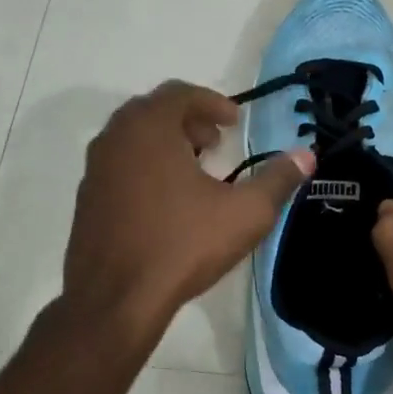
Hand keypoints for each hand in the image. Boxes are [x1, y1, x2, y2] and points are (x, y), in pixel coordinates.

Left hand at [63, 81, 312, 343]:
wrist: (115, 300)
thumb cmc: (182, 245)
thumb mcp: (245, 213)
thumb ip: (278, 179)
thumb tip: (307, 155)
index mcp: (148, 128)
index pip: (180, 93)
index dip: (212, 103)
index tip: (235, 122)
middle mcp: (114, 138)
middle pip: (154, 111)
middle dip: (188, 121)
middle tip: (215, 143)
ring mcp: (94, 169)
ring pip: (133, 139)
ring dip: (166, 143)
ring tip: (195, 171)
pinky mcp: (85, 199)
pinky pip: (120, 165)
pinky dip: (145, 166)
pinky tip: (167, 202)